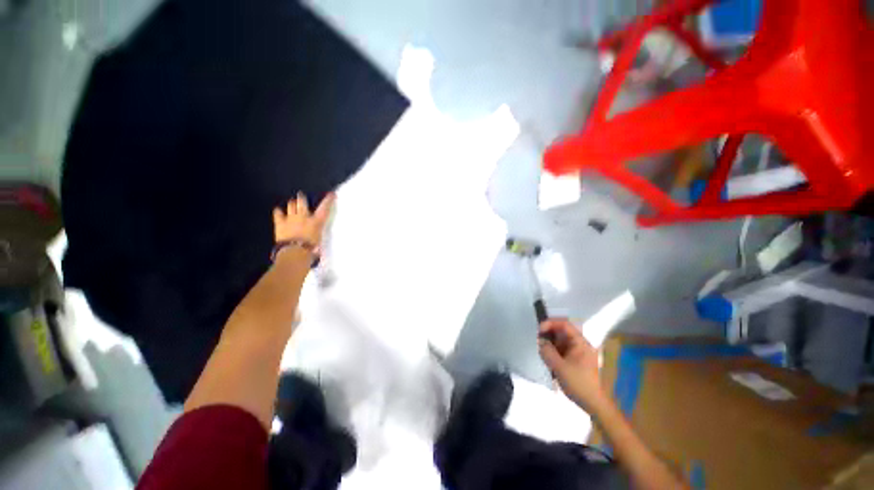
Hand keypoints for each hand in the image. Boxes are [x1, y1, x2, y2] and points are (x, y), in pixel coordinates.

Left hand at [272, 192, 335, 245]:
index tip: (331, 194)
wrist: (295, 251)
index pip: (324, 208)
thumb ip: (317, 234)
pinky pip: (278, 213)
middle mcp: (304, 217)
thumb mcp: (319, 240)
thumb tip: (318, 237)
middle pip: (302, 202)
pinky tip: (278, 210)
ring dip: (292, 204)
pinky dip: (278, 212)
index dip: (328, 200)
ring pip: (291, 205)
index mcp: (316, 221)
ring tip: (292, 203)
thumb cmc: (311, 248)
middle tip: (301, 195)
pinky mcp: (280, 223)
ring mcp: (291, 218)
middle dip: (302, 198)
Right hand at [538, 318, 605, 409]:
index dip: (550, 323)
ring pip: (562, 340)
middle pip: (563, 331)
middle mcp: (581, 344)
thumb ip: (547, 351)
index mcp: (581, 343)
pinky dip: (554, 350)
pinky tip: (548, 358)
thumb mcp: (559, 367)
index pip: (565, 324)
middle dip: (549, 333)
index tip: (539, 330)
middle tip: (538, 339)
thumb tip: (541, 341)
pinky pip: (563, 349)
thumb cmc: (578, 383)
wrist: (594, 404)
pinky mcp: (577, 360)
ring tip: (542, 350)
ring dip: (551, 342)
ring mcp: (580, 352)